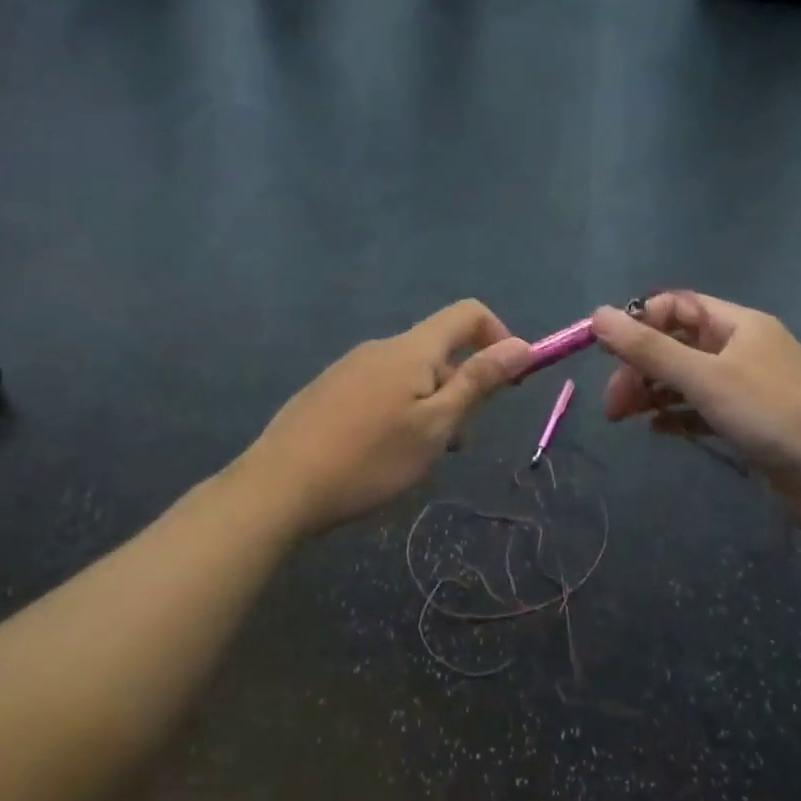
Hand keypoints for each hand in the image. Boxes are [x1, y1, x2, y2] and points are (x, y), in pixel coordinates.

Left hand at [242, 300, 530, 536]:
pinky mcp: (327, 390)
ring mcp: (349, 368)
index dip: (499, 338)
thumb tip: (522, 344)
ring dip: (431, 406)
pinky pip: (380, 389)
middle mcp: (380, 348)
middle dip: (462, 388)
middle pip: (439, 351)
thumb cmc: (370, 459)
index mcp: (411, 349)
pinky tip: (381, 454)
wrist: (279, 487)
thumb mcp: (436, 425)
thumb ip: (478, 382)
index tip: (508, 383)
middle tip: (455, 443)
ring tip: (418, 457)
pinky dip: (399, 412)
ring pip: (409, 376)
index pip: (468, 314)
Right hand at [591, 292, 800, 546]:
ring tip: (624, 418)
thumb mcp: (706, 377)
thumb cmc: (776, 415)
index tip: (605, 352)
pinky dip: (678, 416)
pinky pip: (703, 410)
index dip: (639, 323)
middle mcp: (743, 350)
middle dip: (639, 367)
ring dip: (653, 392)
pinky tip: (659, 431)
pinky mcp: (751, 424)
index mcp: (738, 325)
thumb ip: (649, 348)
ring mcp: (748, 389)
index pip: (676, 306)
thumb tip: (597, 314)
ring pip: (687, 379)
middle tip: (613, 404)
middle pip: (677, 345)